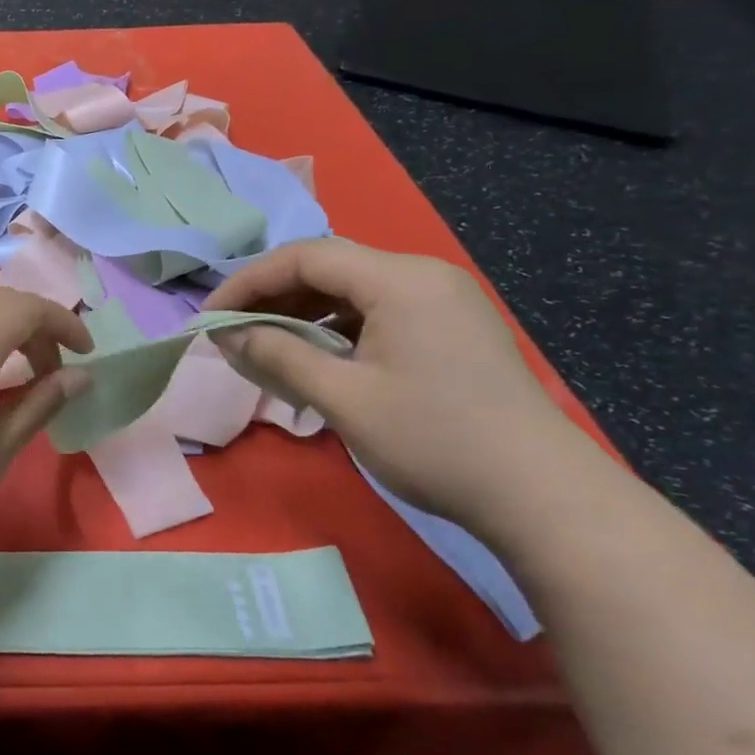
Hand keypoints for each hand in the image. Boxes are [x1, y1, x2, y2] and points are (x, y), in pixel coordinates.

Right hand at [204, 238, 581, 526]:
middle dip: (273, 295)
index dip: (248, 282)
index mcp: (400, 279)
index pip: (304, 257)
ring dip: (304, 312)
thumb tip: (227, 334)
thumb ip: (278, 355)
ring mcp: (443, 300)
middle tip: (233, 330)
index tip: (211, 316)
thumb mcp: (343, 398)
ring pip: (352, 289)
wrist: (543, 497)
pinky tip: (317, 357)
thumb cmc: (434, 441)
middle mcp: (423, 274)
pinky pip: (378, 310)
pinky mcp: (452, 327)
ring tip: (266, 345)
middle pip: (329, 267)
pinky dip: (338, 328)